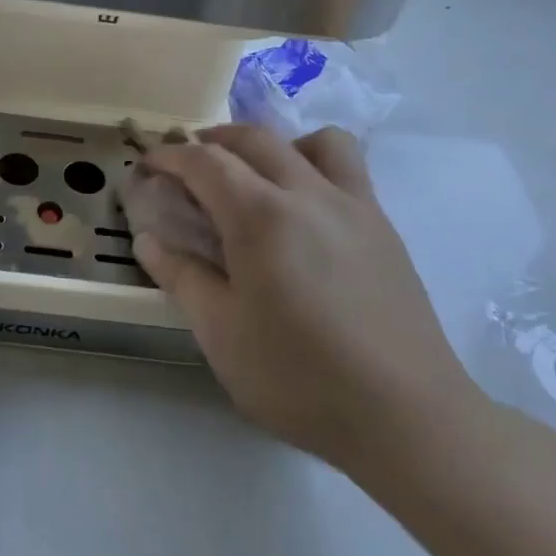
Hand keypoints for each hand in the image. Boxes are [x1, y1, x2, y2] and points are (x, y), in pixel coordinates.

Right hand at [134, 124, 480, 475]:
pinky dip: (314, 164)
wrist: (407, 417)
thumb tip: (148, 239)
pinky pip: (347, 169)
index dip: (169, 156)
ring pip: (314, 140)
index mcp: (261, 216)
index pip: (205, 161)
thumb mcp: (221, 333)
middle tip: (187, 164)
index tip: (147, 165)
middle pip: (254, 138)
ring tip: (255, 176)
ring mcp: (354, 206)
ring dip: (273, 144)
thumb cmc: (300, 377)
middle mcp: (308, 193)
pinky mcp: (383, 227)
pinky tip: (303, 213)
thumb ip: (181, 277)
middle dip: (212, 140)